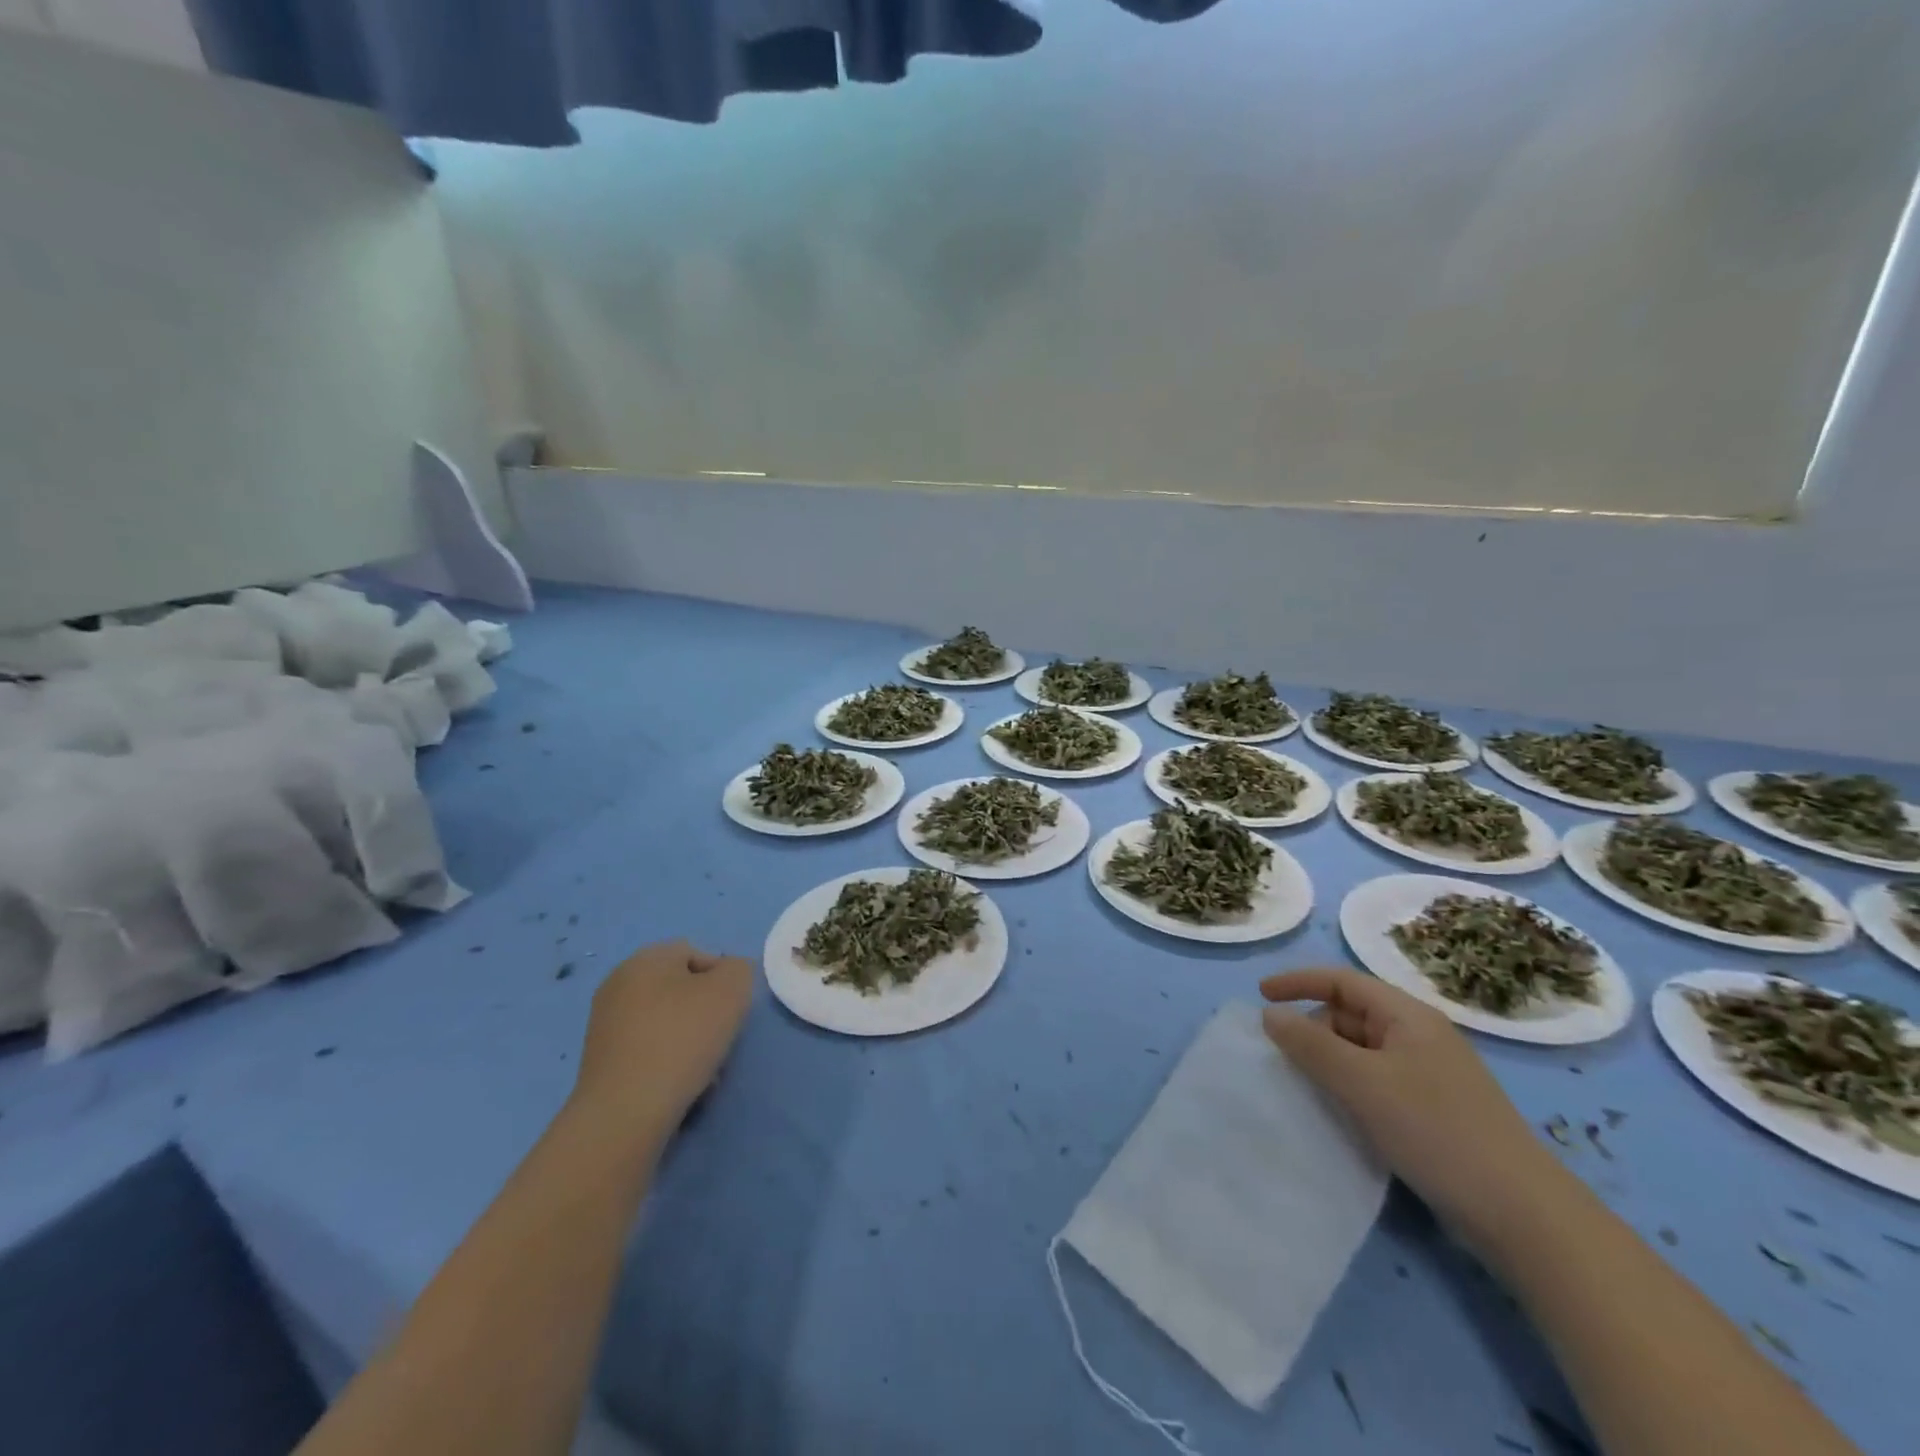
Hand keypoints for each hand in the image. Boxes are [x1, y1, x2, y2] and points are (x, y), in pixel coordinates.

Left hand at [572, 940, 752, 1139]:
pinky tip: (677, 1085)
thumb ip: (739, 969)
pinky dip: (666, 1061)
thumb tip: (728, 977)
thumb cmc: (682, 1038)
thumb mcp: (732, 989)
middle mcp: (619, 981)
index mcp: (646, 957)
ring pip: (667, 1021)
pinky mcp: (600, 1060)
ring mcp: (604, 1022)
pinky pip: (647, 1049)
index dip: (723, 980)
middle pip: (681, 989)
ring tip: (702, 1071)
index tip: (731, 1012)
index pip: (698, 954)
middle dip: (705, 1012)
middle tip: (719, 1040)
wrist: (625, 1112)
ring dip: (689, 1040)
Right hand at [1260, 968, 1566, 1248]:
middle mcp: (1420, 1036)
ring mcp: (1430, 1075)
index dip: (1297, 982)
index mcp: (1408, 1016)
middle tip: (1283, 1059)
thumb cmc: (1436, 1131)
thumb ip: (1310, 1045)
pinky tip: (1339, 1114)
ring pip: (1362, 1051)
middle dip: (1312, 1028)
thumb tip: (1269, 1014)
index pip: (1341, 980)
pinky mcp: (1435, 1111)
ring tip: (1304, 1088)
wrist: (1523, 1216)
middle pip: (1350, 1014)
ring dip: (1329, 1062)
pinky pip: (1377, 1082)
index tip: (1259, 996)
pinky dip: (1349, 1088)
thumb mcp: (1362, 1083)